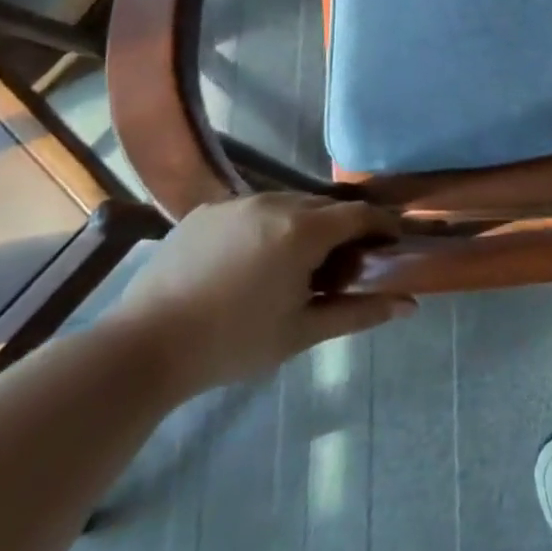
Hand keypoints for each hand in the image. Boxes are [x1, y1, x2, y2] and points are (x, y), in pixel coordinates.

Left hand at [108, 194, 413, 398]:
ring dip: (304, 225)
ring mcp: (236, 203)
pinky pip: (252, 210)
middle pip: (325, 207)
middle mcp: (274, 202)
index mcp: (303, 230)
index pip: (360, 214)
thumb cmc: (232, 343)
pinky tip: (251, 261)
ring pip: (288, 204)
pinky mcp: (204, 211)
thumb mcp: (302, 331)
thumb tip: (409, 305)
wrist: (142, 348)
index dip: (382, 225)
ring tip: (294, 263)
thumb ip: (359, 313)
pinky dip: (266, 226)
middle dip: (342, 229)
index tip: (392, 243)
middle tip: (341, 265)